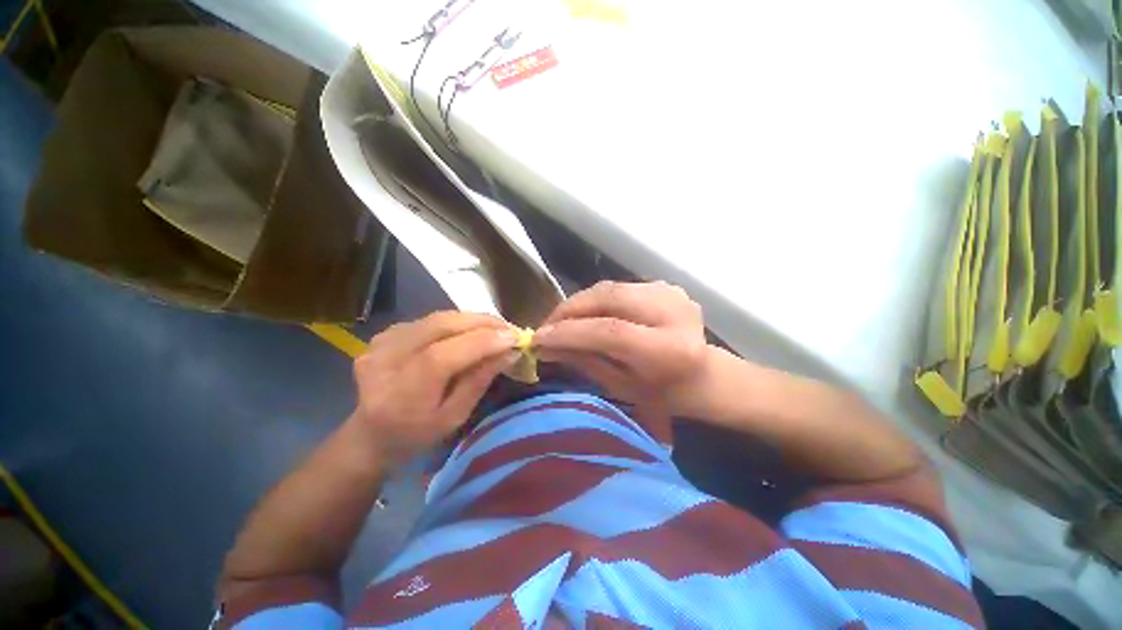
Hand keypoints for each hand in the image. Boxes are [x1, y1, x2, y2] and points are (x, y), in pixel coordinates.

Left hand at [351, 312, 517, 464]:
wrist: (370, 434)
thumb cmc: (417, 435)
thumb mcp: (454, 417)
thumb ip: (479, 382)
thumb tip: (510, 351)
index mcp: (400, 395)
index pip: (441, 357)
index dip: (481, 343)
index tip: (513, 338)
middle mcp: (384, 362)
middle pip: (439, 327)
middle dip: (481, 323)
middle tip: (509, 327)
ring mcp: (380, 344)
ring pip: (436, 318)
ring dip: (471, 319)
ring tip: (495, 326)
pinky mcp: (384, 334)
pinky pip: (428, 320)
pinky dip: (455, 321)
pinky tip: (470, 330)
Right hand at [533, 281, 708, 414]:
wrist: (704, 375)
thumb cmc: (664, 394)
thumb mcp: (622, 387)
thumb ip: (583, 361)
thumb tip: (544, 344)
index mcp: (669, 350)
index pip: (610, 331)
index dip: (570, 332)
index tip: (537, 338)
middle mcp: (673, 313)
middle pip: (608, 299)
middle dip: (569, 310)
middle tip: (545, 326)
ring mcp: (670, 293)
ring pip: (609, 288)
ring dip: (579, 303)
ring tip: (560, 320)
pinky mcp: (664, 286)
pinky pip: (617, 287)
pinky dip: (595, 299)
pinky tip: (585, 313)